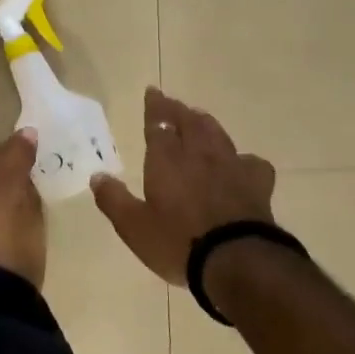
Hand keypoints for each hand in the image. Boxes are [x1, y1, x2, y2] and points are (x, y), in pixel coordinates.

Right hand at [91, 86, 276, 285]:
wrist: (238, 261)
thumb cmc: (178, 242)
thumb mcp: (133, 226)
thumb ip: (113, 199)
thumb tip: (97, 176)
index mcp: (167, 159)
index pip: (159, 123)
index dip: (154, 107)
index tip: (152, 92)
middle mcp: (199, 154)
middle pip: (189, 121)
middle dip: (178, 109)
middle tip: (171, 102)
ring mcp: (231, 166)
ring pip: (217, 134)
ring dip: (205, 123)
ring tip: (199, 119)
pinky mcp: (257, 184)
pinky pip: (251, 161)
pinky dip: (242, 158)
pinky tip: (240, 164)